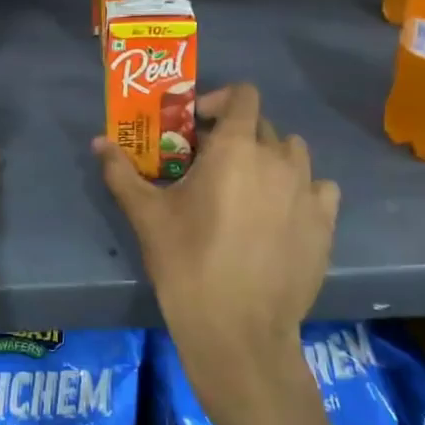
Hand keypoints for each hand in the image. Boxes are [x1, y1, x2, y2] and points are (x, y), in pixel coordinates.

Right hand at [95, 84, 338, 390]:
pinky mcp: (326, 224)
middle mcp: (278, 159)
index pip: (242, 95)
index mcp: (236, 148)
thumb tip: (98, 142)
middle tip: (208, 164)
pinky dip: (300, 188)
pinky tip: (280, 213)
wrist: (237, 330)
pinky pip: (318, 187)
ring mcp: (308, 192)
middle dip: (235, 134)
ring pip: (293, 153)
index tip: (195, 126)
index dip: (218, 100)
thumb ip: (121, 171)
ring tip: (246, 186)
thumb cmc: (186, 262)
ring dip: (269, 157)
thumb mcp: (146, 214)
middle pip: (262, 124)